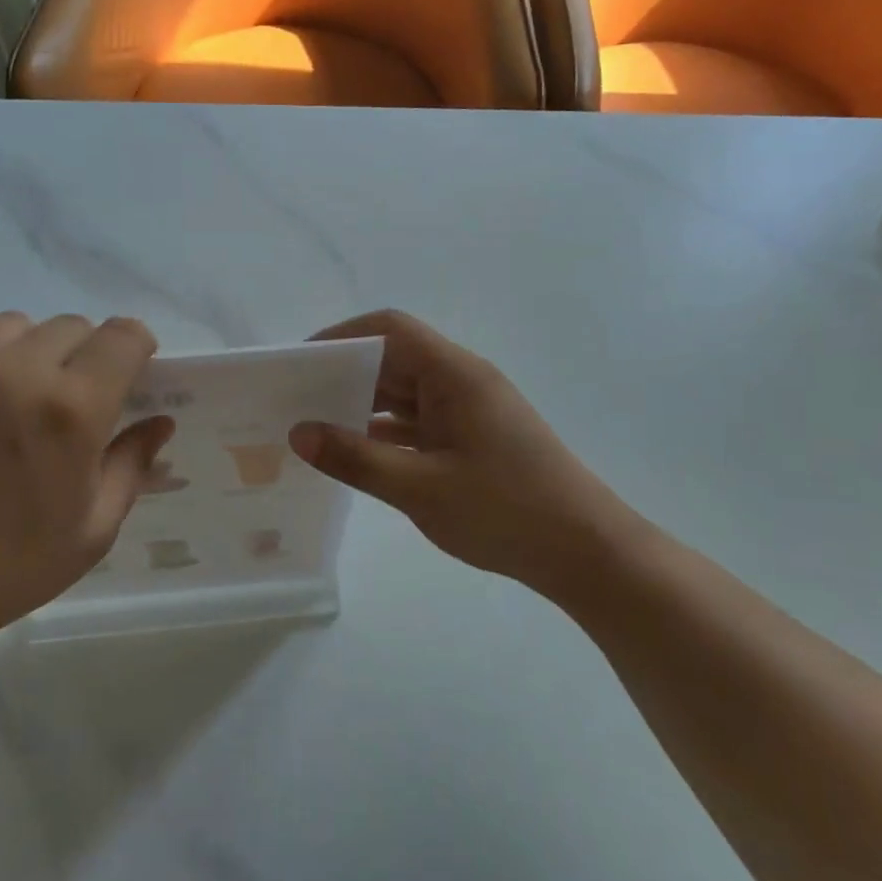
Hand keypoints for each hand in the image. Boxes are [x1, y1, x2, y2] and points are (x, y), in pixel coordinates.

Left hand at [0, 313, 172, 650]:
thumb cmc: (6, 570)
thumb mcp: (92, 530)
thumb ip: (132, 465)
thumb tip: (160, 422)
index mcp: (71, 409)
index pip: (123, 336)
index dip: (136, 348)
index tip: (130, 373)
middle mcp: (14, 371)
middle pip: (70, 326)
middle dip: (84, 356)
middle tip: (67, 402)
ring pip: (10, 327)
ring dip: (26, 353)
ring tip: (9, 400)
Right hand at [289, 311, 643, 601]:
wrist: (585, 550)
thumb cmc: (505, 510)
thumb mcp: (420, 487)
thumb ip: (356, 458)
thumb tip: (299, 432)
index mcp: (454, 374)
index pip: (390, 329)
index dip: (343, 337)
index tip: (301, 363)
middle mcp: (462, 381)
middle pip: (395, 359)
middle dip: (346, 374)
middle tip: (296, 399)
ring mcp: (470, 410)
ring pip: (406, 393)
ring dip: (364, 405)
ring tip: (314, 427)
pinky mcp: (473, 438)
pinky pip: (419, 422)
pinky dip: (386, 432)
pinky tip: (356, 454)